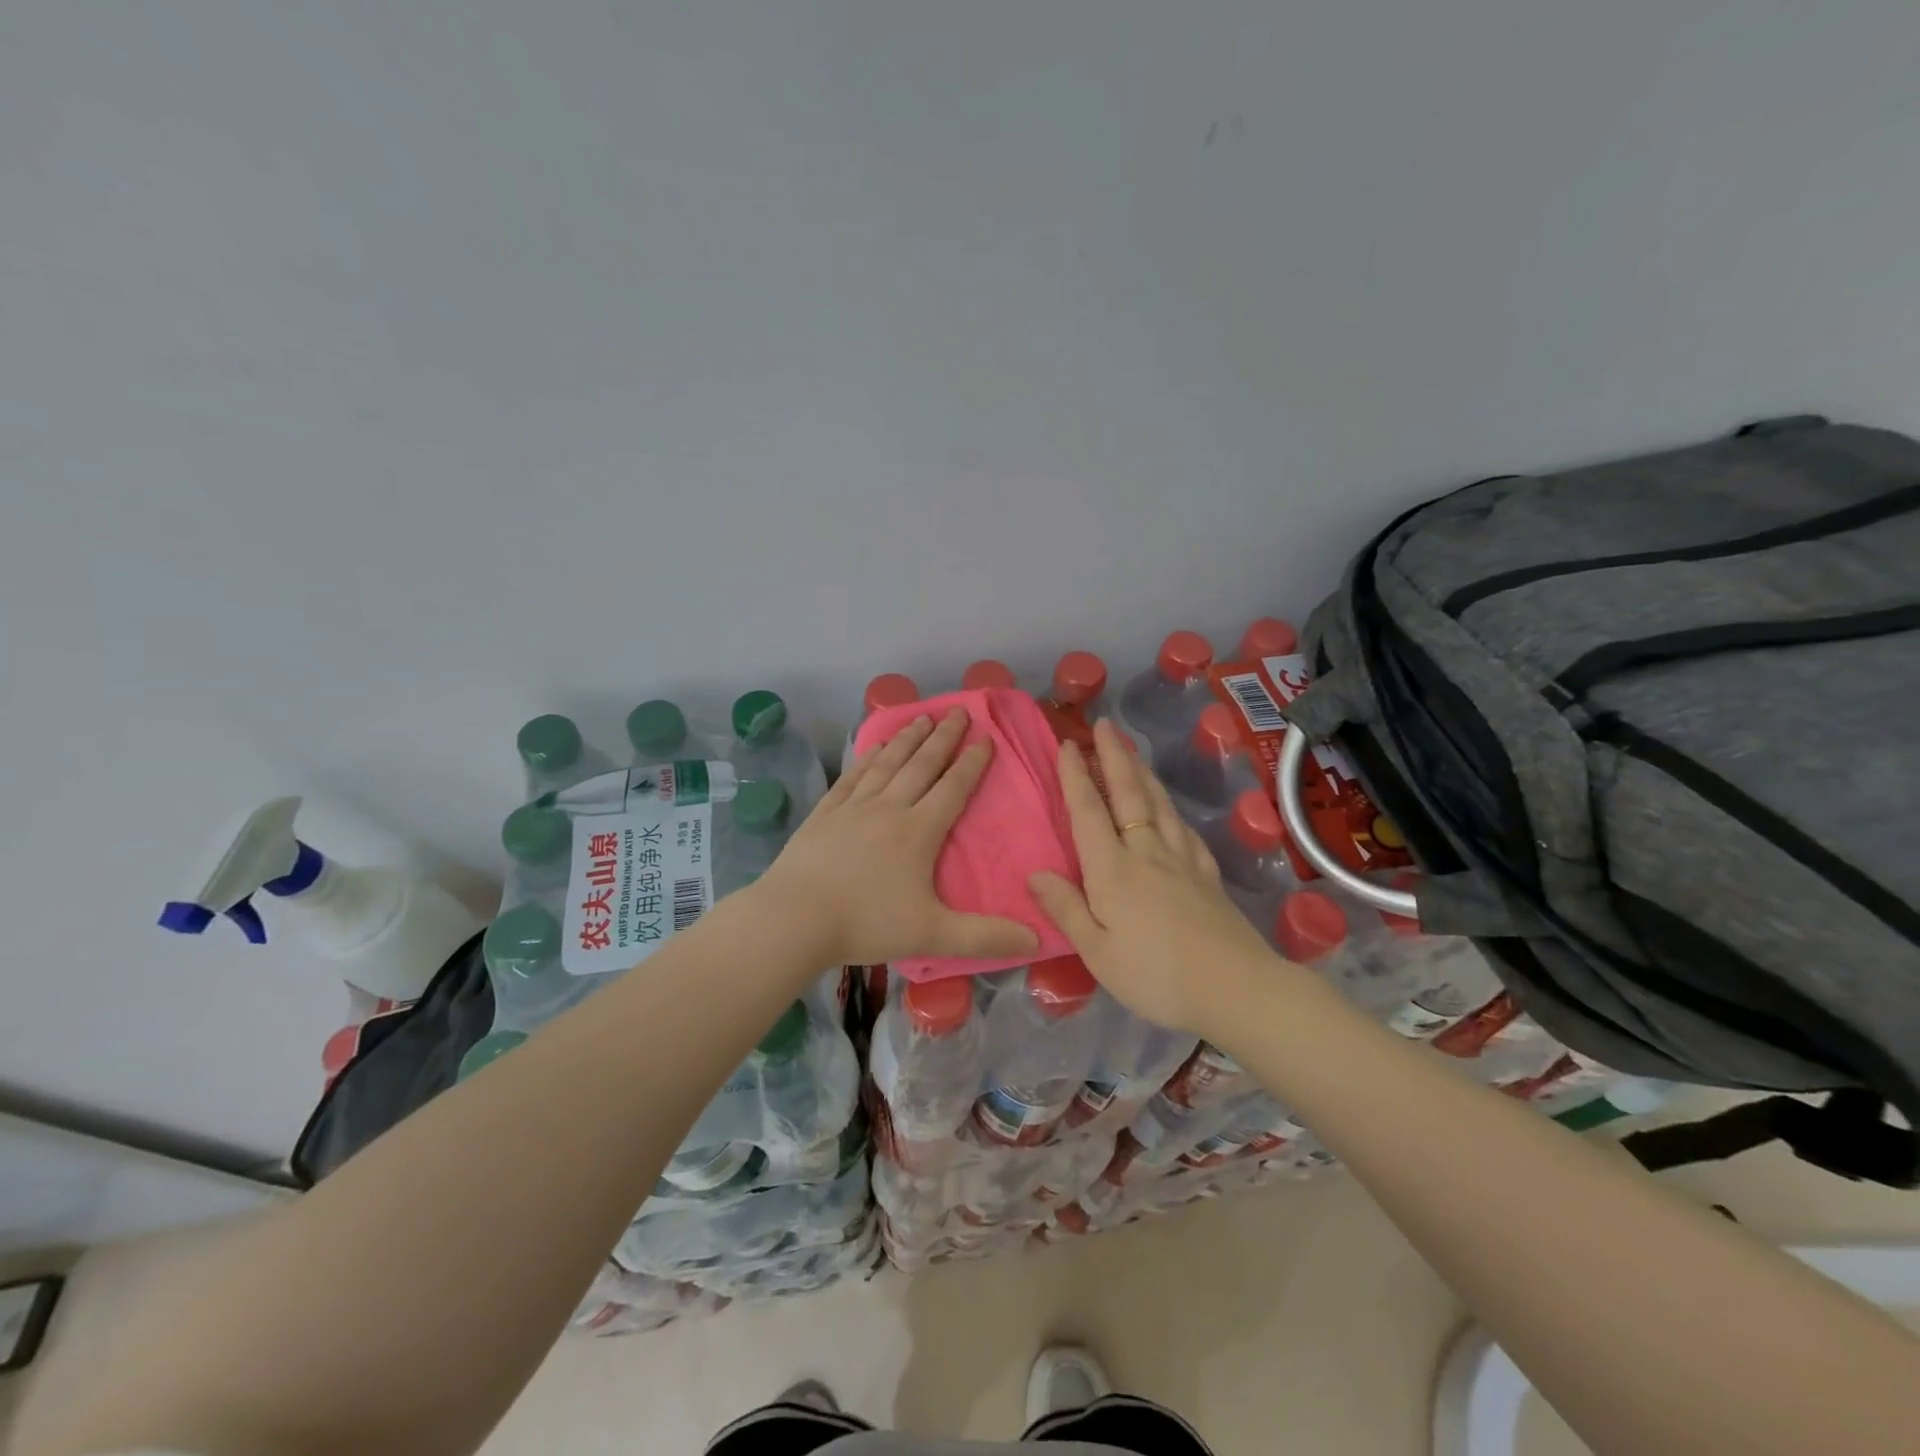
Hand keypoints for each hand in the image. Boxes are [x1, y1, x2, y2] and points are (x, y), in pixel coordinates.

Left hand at [752, 709, 1040, 968]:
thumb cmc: (867, 924)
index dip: (972, 763)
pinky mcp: (825, 813)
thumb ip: (984, 938)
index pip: (953, 788)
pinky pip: (852, 777)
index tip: (986, 738)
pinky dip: (867, 759)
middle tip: (958, 711)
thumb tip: (1036, 939)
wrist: (795, 919)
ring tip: (923, 717)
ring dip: (907, 739)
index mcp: (919, 832)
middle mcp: (889, 809)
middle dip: (943, 738)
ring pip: (887, 764)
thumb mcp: (933, 935)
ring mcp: (853, 807)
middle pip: (922, 765)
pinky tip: (873, 747)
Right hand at [1028, 718, 1283, 1035]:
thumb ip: (1066, 909)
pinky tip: (1170, 809)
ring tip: (1132, 751)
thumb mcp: (1098, 952)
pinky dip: (1171, 809)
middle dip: (1114, 756)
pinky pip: (1184, 828)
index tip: (1068, 744)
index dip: (1076, 777)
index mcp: (1113, 870)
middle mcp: (1147, 853)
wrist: (1236, 988)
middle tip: (1104, 725)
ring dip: (1142, 772)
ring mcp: (1182, 860)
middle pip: (1128, 794)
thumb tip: (1034, 872)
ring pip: (1158, 804)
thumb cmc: (1156, 975)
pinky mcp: (1207, 874)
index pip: (1089, 812)